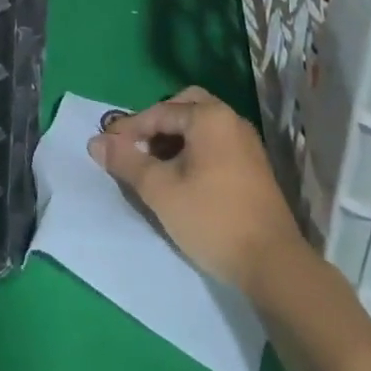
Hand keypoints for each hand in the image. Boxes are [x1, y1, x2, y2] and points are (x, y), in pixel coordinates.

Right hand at [90, 87, 306, 297]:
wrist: (274, 264)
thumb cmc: (212, 219)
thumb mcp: (160, 190)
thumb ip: (126, 162)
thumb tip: (96, 142)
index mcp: (209, 116)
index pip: (159, 112)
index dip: (129, 128)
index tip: (106, 145)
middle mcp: (230, 119)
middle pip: (184, 105)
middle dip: (157, 122)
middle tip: (138, 146)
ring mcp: (246, 142)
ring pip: (202, 124)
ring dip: (175, 136)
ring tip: (155, 165)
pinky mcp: (254, 165)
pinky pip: (216, 141)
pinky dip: (194, 148)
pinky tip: (182, 177)